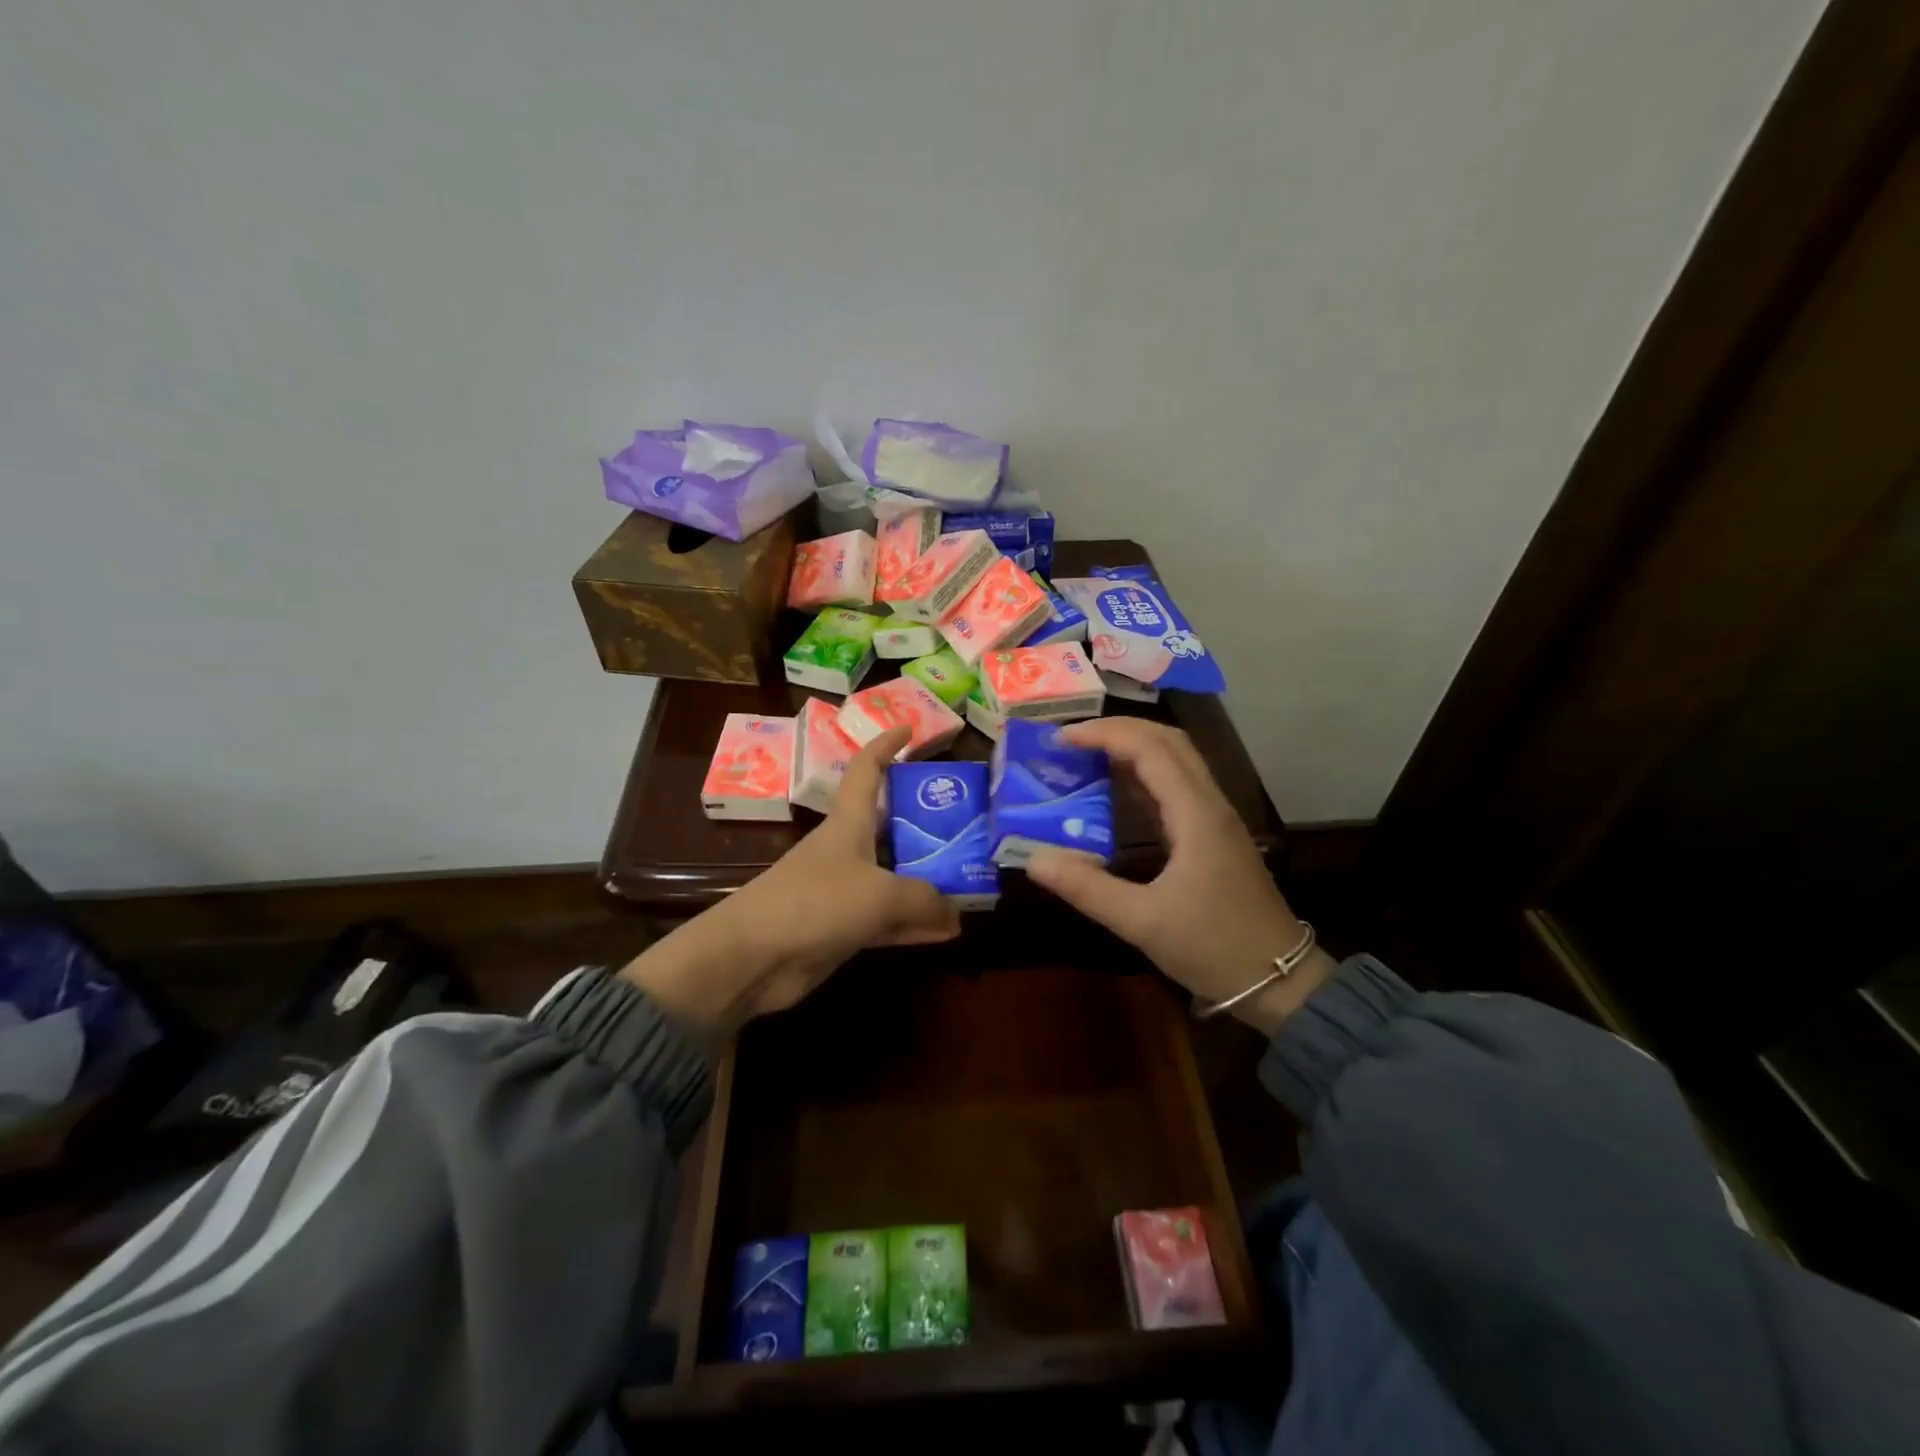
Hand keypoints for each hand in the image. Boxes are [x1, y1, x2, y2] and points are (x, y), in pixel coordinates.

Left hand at [621, 725, 958, 1036]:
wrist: (752, 957)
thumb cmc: (815, 903)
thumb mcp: (881, 894)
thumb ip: (925, 900)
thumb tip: (956, 914)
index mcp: (848, 822)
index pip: (867, 768)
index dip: (886, 745)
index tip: (910, 730)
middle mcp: (847, 849)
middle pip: (890, 824)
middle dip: (925, 820)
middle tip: (967, 823)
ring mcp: (843, 890)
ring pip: (894, 875)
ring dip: (927, 879)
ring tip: (970, 880)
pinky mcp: (842, 927)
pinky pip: (888, 918)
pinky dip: (914, 922)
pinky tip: (946, 931)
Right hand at [1024, 719, 1335, 1034]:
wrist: (1278, 980)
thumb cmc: (1213, 947)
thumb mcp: (1141, 921)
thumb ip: (1086, 887)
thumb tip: (1032, 858)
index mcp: (1195, 814)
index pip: (1150, 749)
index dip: (1104, 735)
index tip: (1060, 740)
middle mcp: (1209, 804)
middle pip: (1168, 741)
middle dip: (1118, 730)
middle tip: (1070, 741)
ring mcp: (1214, 819)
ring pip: (1175, 761)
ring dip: (1132, 749)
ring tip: (1085, 756)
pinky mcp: (1212, 836)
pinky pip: (1176, 787)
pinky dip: (1142, 776)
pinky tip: (1114, 791)